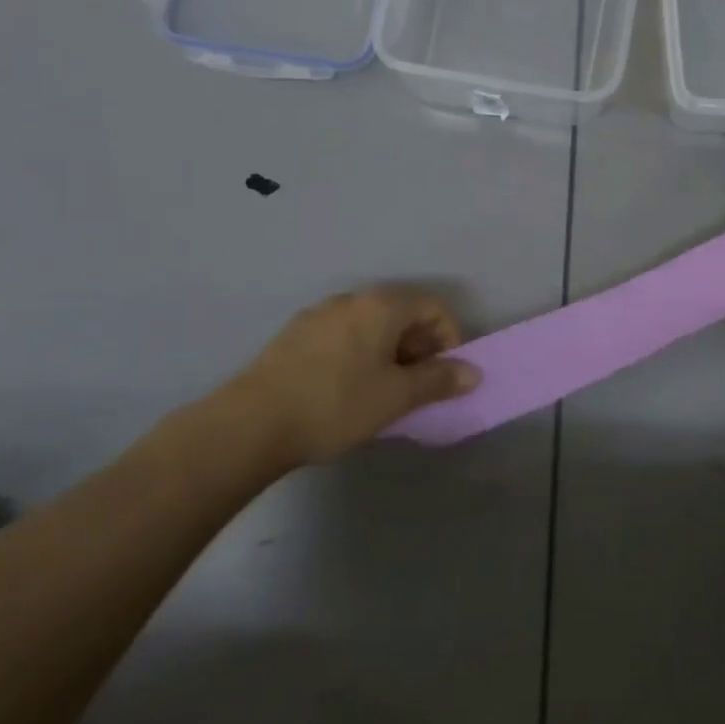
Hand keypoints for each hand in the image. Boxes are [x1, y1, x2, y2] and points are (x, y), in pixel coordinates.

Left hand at [203, 287, 480, 471]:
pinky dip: (360, 354)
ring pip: (371, 325)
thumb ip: (439, 380)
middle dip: (420, 347)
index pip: (433, 307)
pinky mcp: (295, 335)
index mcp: (382, 305)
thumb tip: (474, 372)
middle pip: (402, 312)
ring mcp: (319, 314)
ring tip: (384, 391)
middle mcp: (352, 299)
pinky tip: (347, 390)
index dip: (450, 339)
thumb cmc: (336, 404)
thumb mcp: (396, 397)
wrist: (250, 424)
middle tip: (418, 386)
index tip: (445, 375)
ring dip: (389, 352)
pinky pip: (343, 336)